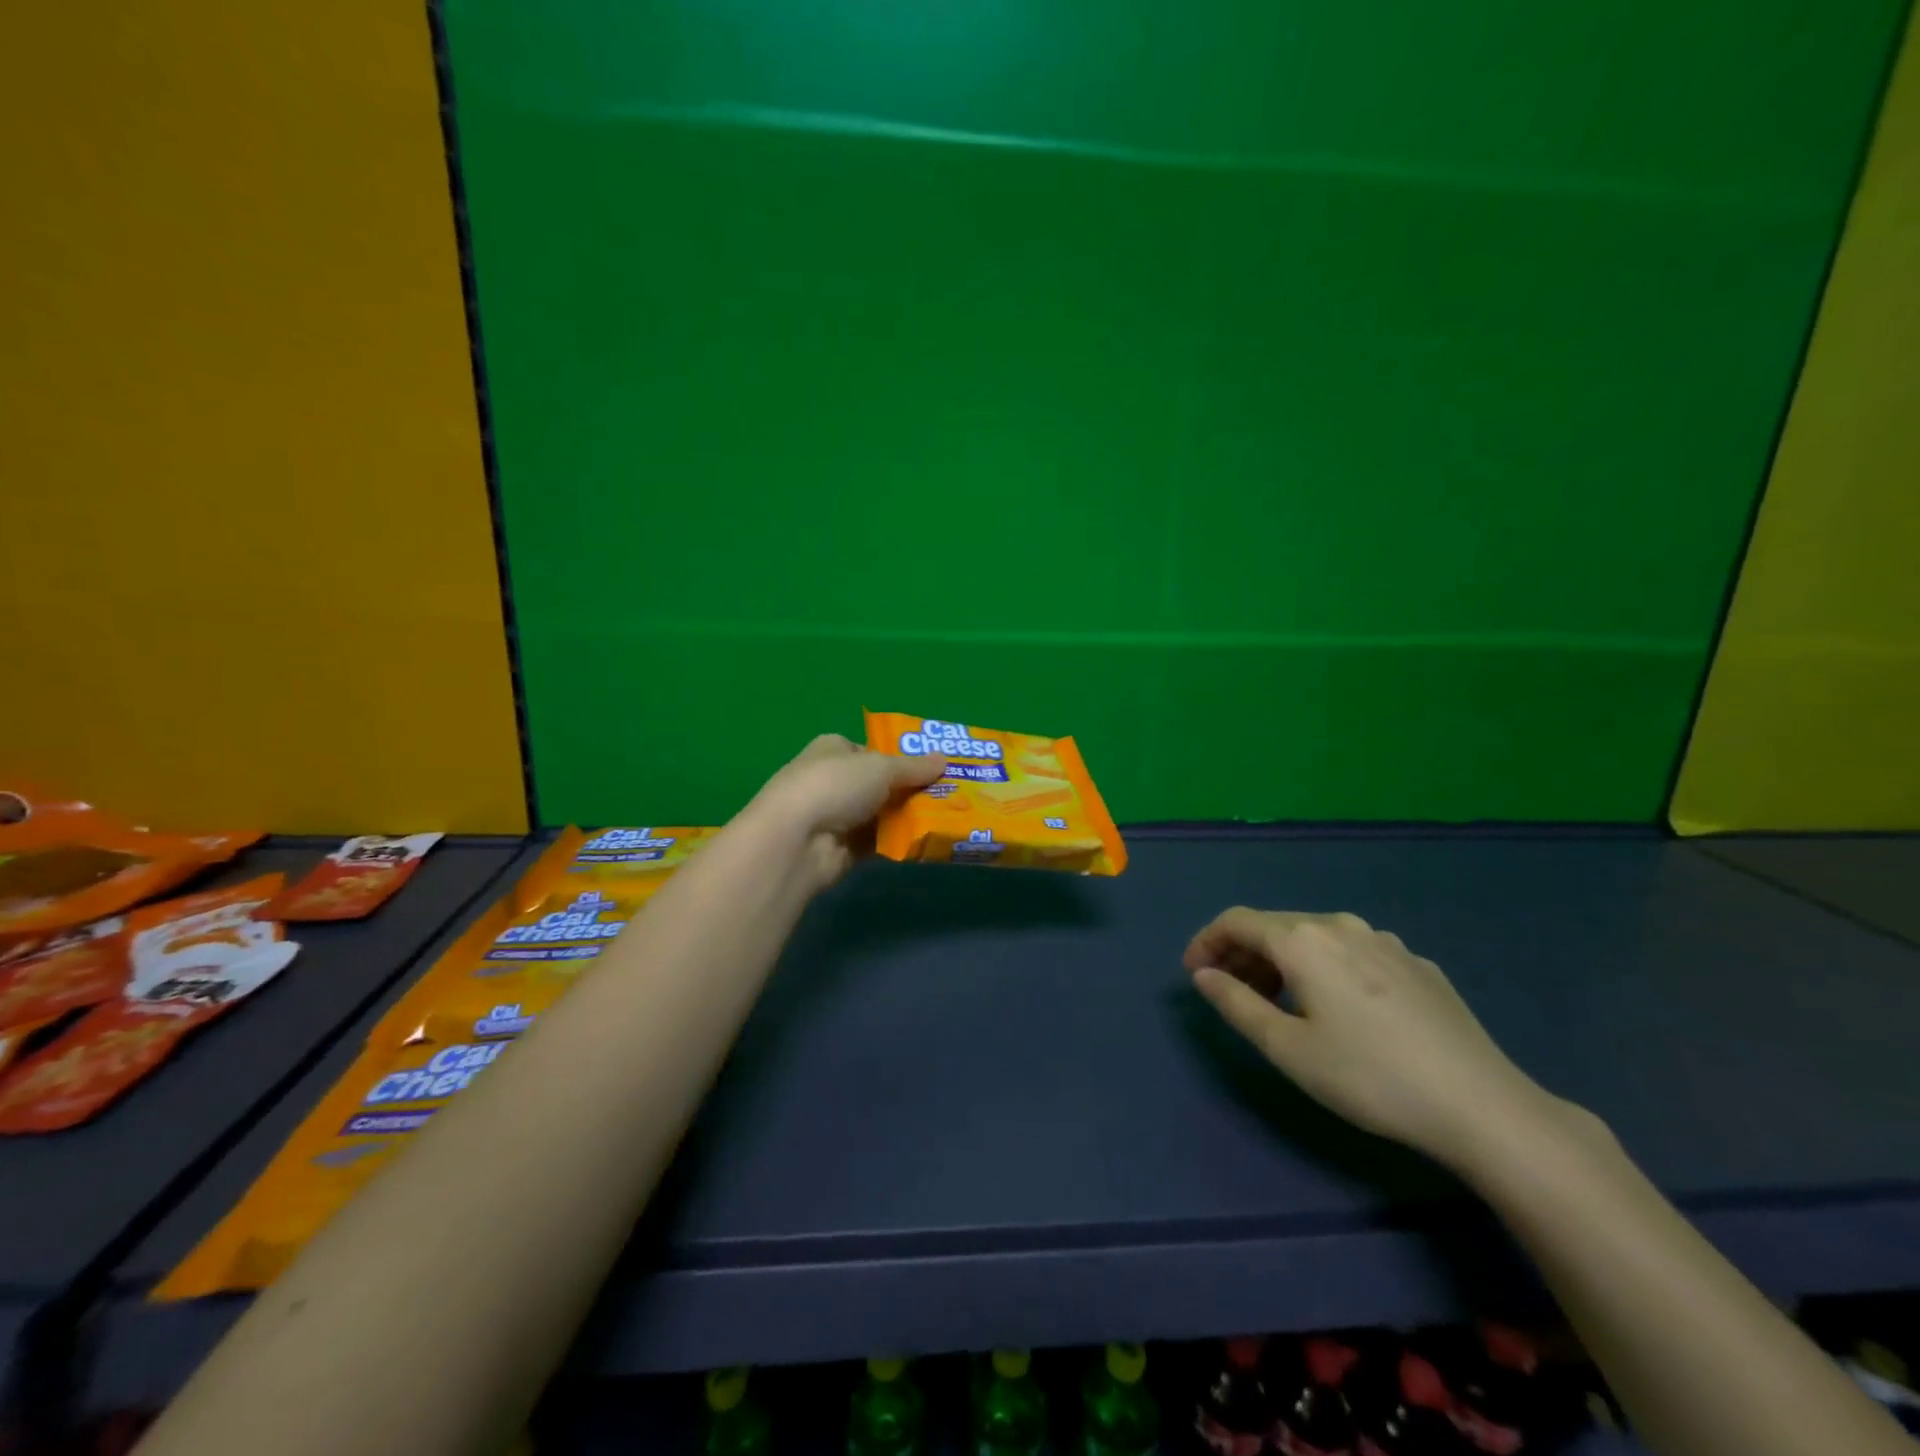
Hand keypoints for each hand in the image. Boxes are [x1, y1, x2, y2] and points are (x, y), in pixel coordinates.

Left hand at [747, 734, 944, 890]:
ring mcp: (835, 816)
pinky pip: (878, 841)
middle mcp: (832, 779)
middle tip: (949, 793)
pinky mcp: (842, 848)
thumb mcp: (881, 767)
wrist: (797, 841)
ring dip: (907, 817)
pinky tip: (926, 841)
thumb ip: (914, 766)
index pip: (870, 750)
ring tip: (946, 817)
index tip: (933, 767)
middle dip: (910, 789)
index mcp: (833, 749)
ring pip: (881, 813)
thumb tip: (944, 760)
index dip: (900, 757)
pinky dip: (898, 841)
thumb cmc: (835, 786)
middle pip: (879, 783)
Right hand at [1186, 907, 1578, 1171]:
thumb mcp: (1288, 1049)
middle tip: (1231, 993)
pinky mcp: (1417, 964)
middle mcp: (1341, 926)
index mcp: (1304, 940)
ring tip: (1278, 1002)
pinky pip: (1352, 952)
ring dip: (1283, 961)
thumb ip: (1237, 1004)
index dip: (1207, 941)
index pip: (1237, 921)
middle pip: (1275, 926)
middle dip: (1243, 954)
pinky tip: (1338, 1008)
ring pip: (1315, 938)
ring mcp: (1385, 941)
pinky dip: (1324, 967)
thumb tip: (1204, 975)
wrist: (1482, 1105)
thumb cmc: (1370, 1077)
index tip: (1193, 974)